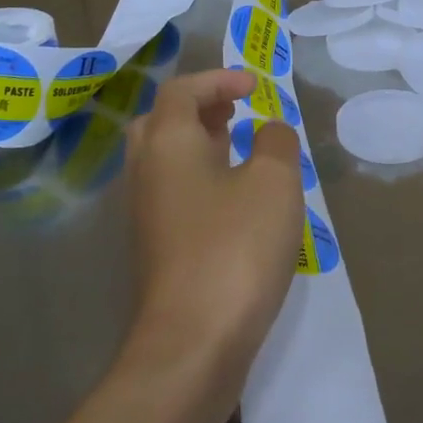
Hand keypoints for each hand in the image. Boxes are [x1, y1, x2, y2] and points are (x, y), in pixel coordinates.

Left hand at [124, 68, 306, 389]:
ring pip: (165, 160)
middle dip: (199, 108)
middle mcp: (146, 172)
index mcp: (167, 143)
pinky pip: (173, 193)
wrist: (192, 343)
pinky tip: (235, 200)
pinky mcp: (155, 249)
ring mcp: (146, 214)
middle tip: (235, 111)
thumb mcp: (274, 182)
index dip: (218, 79)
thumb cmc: (235, 247)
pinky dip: (200, 178)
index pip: (182, 91)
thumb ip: (277, 142)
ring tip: (239, 148)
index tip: (255, 86)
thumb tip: (269, 131)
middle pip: (161, 122)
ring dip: (199, 144)